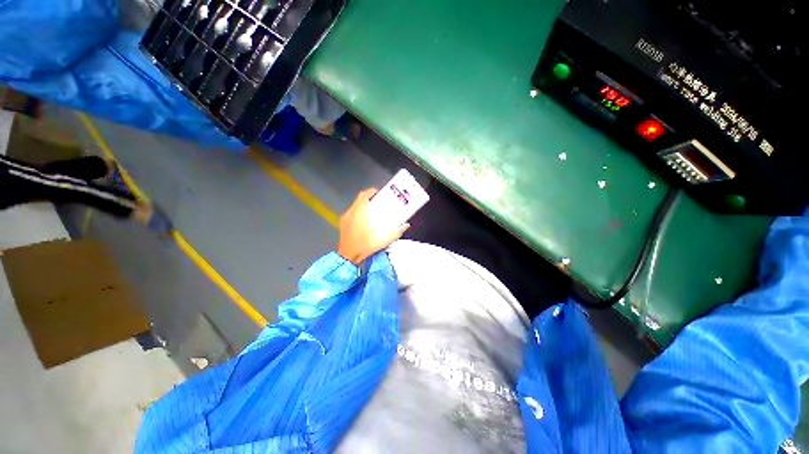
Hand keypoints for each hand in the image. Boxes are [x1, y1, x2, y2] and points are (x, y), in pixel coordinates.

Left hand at [337, 188, 409, 264]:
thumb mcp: (382, 241)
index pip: (364, 196)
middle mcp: (350, 213)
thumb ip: (395, 232)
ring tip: (374, 210)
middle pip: (360, 199)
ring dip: (364, 205)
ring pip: (355, 205)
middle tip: (380, 202)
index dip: (372, 192)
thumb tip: (406, 225)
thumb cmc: (364, 248)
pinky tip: (366, 220)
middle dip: (370, 198)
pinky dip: (359, 211)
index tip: (381, 194)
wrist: (347, 258)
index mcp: (359, 214)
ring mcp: (345, 218)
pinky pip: (352, 212)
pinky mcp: (343, 223)